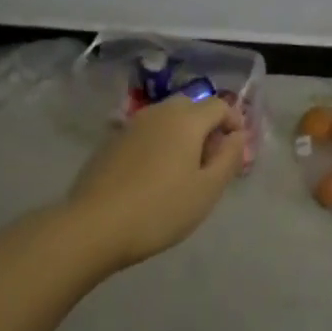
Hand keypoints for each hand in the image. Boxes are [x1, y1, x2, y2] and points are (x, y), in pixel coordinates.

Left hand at [66, 94, 248, 268]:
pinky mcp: (112, 141)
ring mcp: (131, 125)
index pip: (219, 105)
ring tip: (183, 170)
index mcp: (186, 119)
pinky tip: (153, 176)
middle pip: (191, 106)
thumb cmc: (160, 209)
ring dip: (181, 134)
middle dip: (207, 126)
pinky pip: (146, 133)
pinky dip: (158, 143)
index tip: (235, 152)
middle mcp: (158, 112)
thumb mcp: (207, 190)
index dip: (234, 123)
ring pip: (166, 118)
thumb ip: (229, 157)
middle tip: (210, 161)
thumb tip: (237, 135)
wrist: (94, 225)